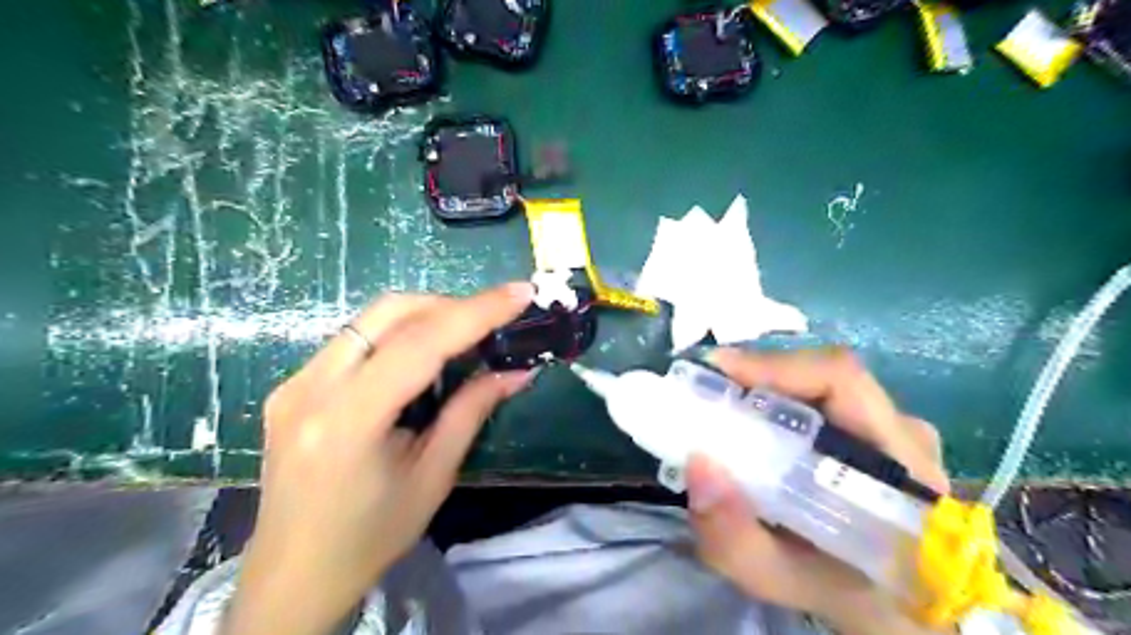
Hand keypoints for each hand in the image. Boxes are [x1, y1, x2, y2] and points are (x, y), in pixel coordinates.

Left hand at [226, 282, 535, 634]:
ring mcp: (294, 382)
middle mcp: (310, 388)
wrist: (293, 573)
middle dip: (449, 305)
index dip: (476, 312)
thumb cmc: (371, 536)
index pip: (419, 343)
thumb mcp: (434, 475)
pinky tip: (423, 356)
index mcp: (348, 421)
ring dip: (425, 315)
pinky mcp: (292, 385)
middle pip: (389, 312)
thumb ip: (472, 412)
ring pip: (370, 319)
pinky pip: (355, 339)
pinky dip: (399, 334)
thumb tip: (517, 371)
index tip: (520, 293)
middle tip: (493, 317)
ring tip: (466, 334)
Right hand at [685, 346, 947, 634]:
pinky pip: (822, 397)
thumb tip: (696, 463)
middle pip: (825, 375)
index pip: (841, 381)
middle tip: (704, 390)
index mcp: (900, 468)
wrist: (894, 606)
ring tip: (719, 403)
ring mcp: (896, 428)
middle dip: (757, 375)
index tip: (714, 370)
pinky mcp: (879, 429)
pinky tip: (750, 420)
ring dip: (765, 386)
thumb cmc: (843, 593)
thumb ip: (735, 540)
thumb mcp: (781, 580)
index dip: (774, 365)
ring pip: (821, 383)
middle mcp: (904, 433)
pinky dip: (778, 400)